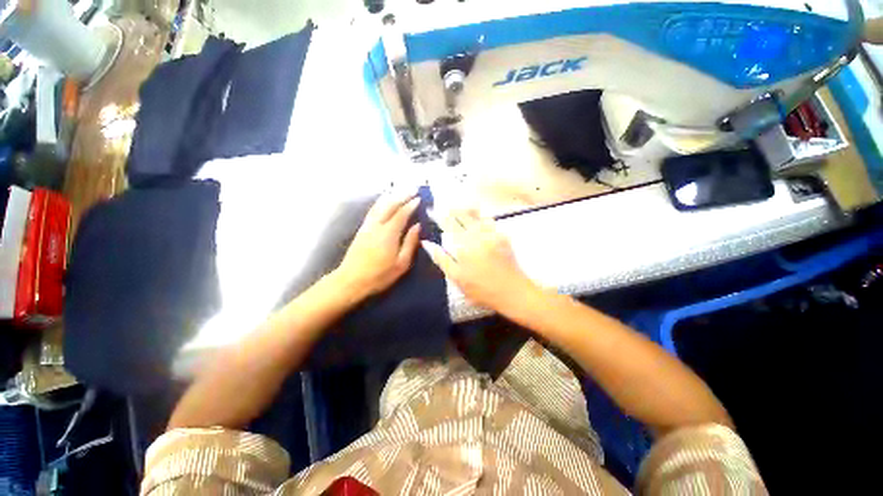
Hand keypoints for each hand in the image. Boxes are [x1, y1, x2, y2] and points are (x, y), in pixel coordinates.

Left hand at [334, 191, 421, 300]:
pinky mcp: (361, 229)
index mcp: (389, 233)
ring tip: (401, 190)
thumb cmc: (380, 275)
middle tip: (413, 189)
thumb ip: (410, 243)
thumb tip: (417, 226)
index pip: (402, 214)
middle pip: (390, 205)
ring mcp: (367, 226)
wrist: (351, 280)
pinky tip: (384, 201)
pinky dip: (380, 202)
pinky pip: (373, 210)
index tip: (419, 198)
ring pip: (380, 205)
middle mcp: (377, 225)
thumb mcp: (401, 263)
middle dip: (402, 195)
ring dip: (391, 196)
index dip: (411, 205)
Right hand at [422, 209, 537, 311]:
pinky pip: (490, 222)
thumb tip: (427, 243)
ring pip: (477, 216)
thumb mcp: (457, 277)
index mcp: (464, 245)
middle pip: (463, 216)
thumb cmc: (481, 289)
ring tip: (459, 207)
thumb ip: (441, 258)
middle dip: (453, 209)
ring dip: (467, 210)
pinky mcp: (503, 237)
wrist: (513, 292)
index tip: (430, 210)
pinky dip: (482, 217)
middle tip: (445, 205)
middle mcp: (478, 235)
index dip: (439, 216)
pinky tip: (479, 218)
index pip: (449, 225)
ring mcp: (492, 234)